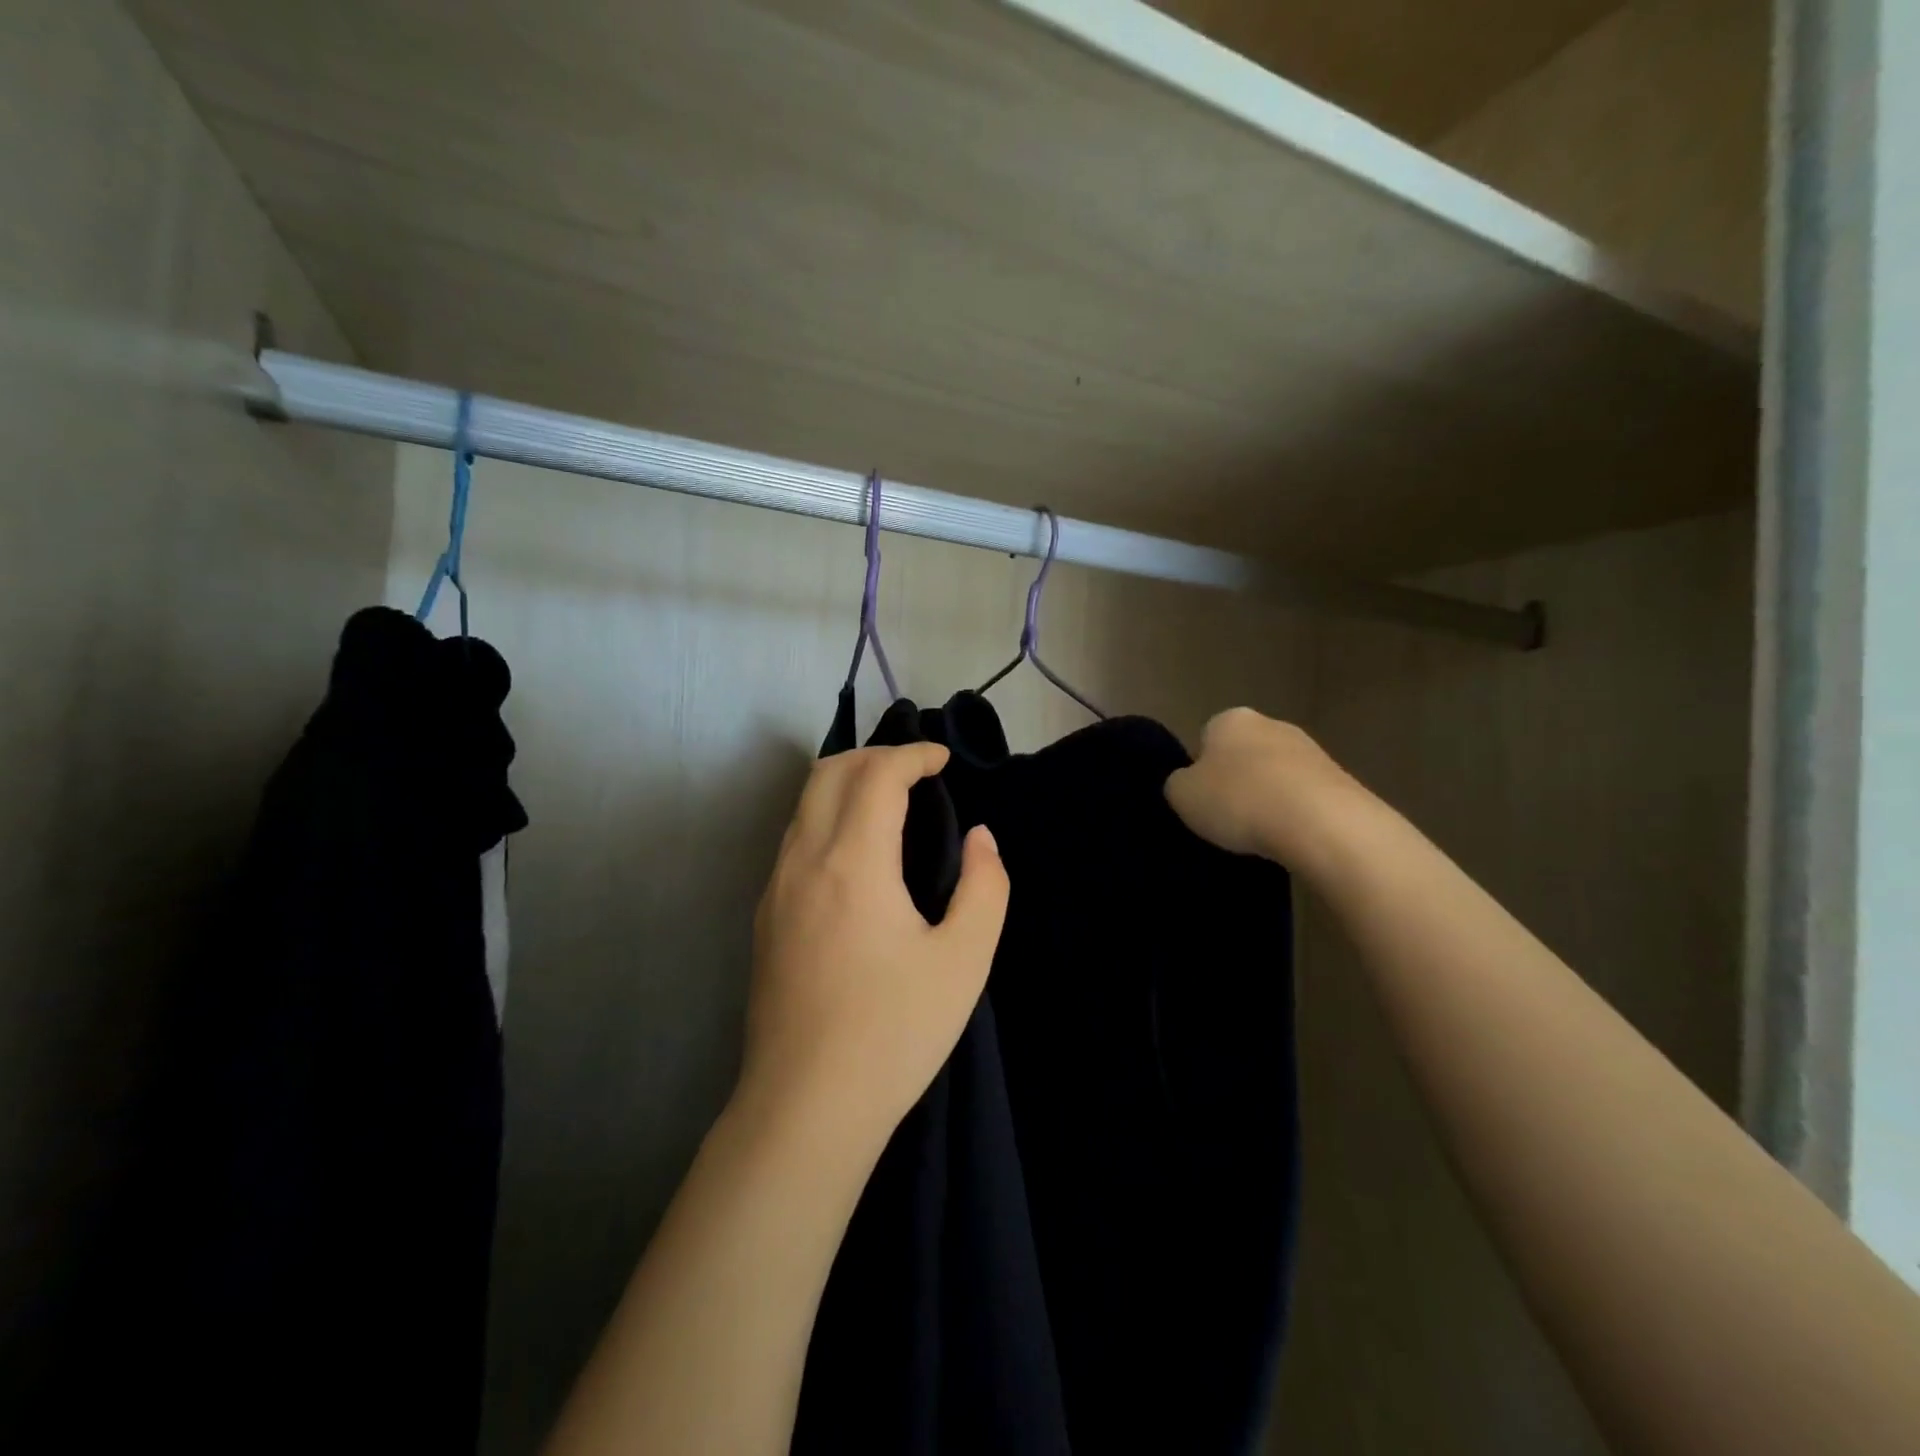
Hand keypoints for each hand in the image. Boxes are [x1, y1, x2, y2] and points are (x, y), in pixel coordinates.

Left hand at [739, 743, 1009, 1155]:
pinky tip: (858, 854)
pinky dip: (828, 816)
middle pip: (829, 772)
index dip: (913, 754)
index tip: (944, 760)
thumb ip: (984, 886)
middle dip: (875, 756)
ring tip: (891, 804)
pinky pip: (795, 838)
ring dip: (847, 783)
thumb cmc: (894, 1032)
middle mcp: (804, 860)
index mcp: (853, 861)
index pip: (876, 773)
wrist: (806, 1107)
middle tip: (918, 773)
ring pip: (804, 803)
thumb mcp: (964, 960)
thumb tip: (980, 838)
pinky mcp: (765, 916)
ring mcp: (775, 888)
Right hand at [1165, 707, 1373, 868]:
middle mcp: (1272, 724)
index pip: (1207, 739)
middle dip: (1238, 782)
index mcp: (1230, 719)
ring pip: (1277, 776)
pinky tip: (1291, 838)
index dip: (1202, 771)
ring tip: (1262, 835)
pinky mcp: (1341, 779)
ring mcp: (1311, 750)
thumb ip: (1179, 784)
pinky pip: (1305, 798)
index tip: (1203, 801)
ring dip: (1269, 799)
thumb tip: (1189, 784)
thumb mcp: (1182, 796)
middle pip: (1244, 755)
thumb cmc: (1238, 800)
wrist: (1322, 824)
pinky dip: (1296, 815)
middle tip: (1229, 819)